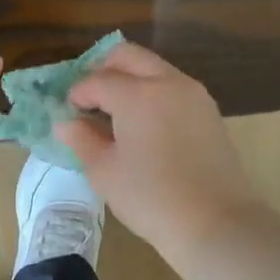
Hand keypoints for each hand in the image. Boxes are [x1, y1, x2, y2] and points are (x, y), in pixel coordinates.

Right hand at [53, 42, 260, 257]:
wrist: (215, 222)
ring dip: (130, 79)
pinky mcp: (209, 111)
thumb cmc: (150, 198)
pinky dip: (152, 92)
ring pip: (154, 68)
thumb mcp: (104, 172)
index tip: (68, 112)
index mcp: (137, 94)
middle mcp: (168, 82)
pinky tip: (143, 124)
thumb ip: (81, 140)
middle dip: (103, 69)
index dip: (77, 93)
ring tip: (115, 113)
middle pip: (128, 56)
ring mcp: (193, 94)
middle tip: (89, 98)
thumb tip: (65, 123)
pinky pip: (173, 87)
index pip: (97, 80)